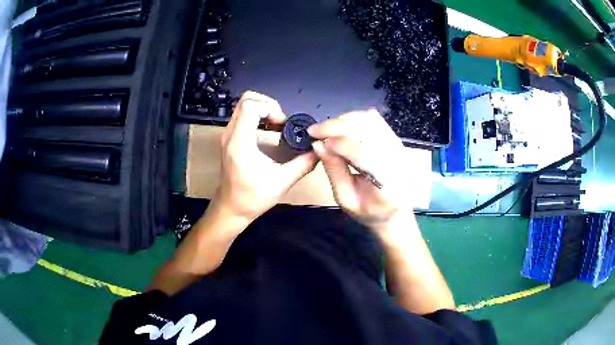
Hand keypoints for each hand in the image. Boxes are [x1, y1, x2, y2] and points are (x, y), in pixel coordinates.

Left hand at [214, 91, 318, 223]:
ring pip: (243, 106)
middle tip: (282, 121)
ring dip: (263, 110)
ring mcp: (228, 135)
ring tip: (278, 126)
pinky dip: (258, 117)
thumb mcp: (282, 182)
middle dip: (268, 104)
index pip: (250, 106)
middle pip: (245, 100)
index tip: (283, 124)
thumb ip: (303, 164)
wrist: (231, 209)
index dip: (270, 108)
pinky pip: (243, 116)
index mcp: (240, 142)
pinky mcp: (230, 139)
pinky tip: (270, 132)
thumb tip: (319, 150)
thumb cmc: (253, 197)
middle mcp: (230, 134)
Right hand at [308, 110, 410, 229]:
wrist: (395, 211)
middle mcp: (397, 159)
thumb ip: (334, 171)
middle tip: (314, 130)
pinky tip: (342, 126)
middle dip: (336, 126)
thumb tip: (318, 145)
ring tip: (326, 129)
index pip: (362, 153)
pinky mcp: (396, 140)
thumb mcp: (346, 199)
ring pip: (370, 120)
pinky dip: (355, 118)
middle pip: (366, 131)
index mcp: (386, 182)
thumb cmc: (369, 211)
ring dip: (344, 120)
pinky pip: (375, 120)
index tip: (315, 139)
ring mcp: (398, 147)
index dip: (337, 143)